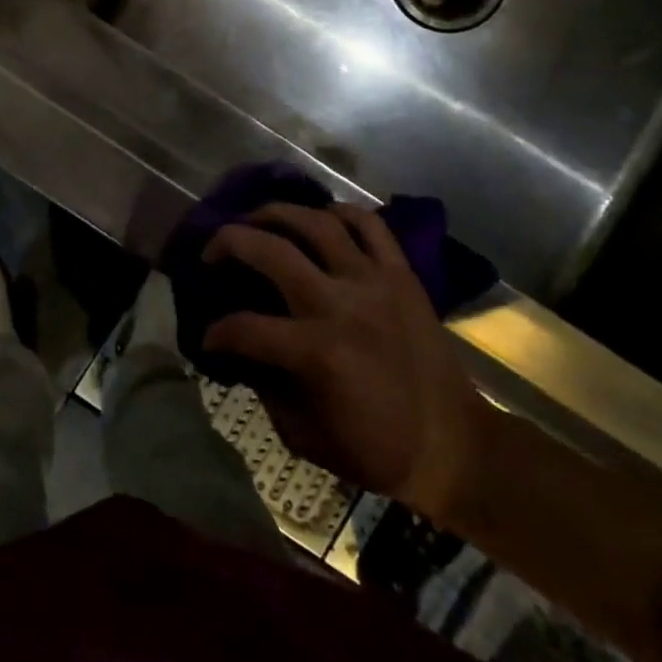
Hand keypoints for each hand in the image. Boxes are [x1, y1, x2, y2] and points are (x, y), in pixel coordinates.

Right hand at [202, 202, 490, 523]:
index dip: (215, 333)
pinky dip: (340, 212)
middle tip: (211, 252)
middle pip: (269, 249)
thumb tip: (241, 352)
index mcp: (315, 351)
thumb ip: (265, 387)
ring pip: (316, 222)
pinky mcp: (401, 274)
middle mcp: (339, 303)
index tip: (207, 338)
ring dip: (276, 213)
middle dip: (227, 243)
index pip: (243, 327)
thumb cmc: (376, 450)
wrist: (454, 447)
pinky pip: (369, 224)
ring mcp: (374, 281)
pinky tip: (319, 218)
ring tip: (255, 219)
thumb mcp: (304, 436)